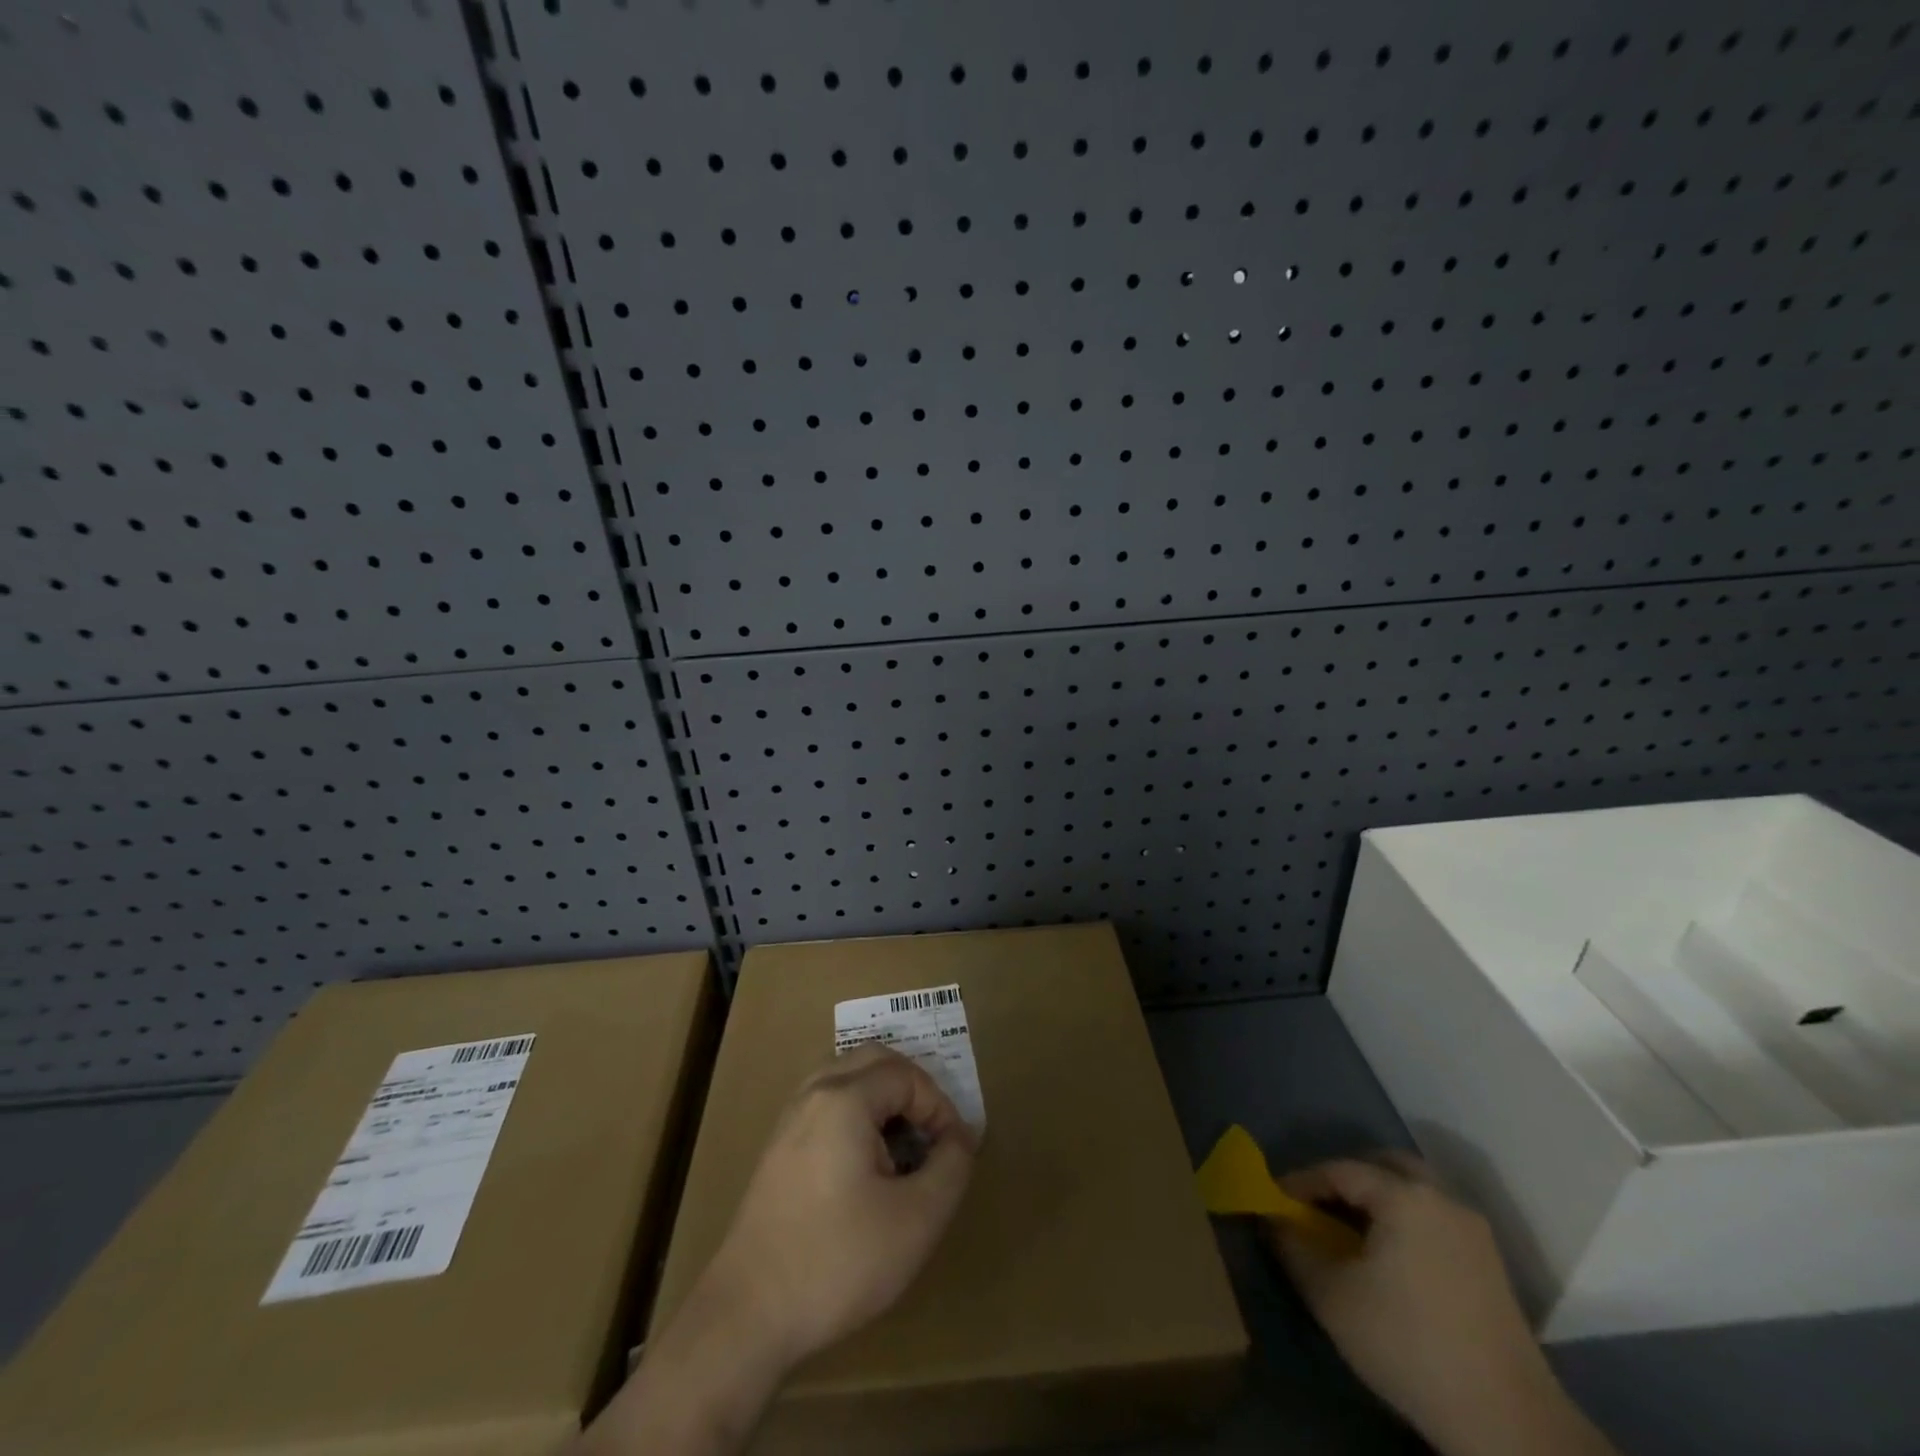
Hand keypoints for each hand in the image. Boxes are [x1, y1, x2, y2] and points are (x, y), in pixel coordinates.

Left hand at [701, 1042, 979, 1367]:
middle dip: (912, 1089)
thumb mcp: (916, 1220)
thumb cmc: (838, 1262)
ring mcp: (789, 1119)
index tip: (954, 1152)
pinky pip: (826, 1104)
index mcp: (845, 1099)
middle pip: (873, 1060)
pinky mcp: (777, 1149)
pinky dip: (856, 1114)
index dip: (940, 1106)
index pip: (907, 1075)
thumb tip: (960, 1137)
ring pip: (846, 1078)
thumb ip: (951, 1168)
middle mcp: (814, 1094)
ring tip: (902, 1146)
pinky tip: (865, 1165)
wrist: (747, 1316)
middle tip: (932, 1135)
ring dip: (882, 1099)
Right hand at [1271, 1154, 1615, 1455]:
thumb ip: (1293, 1248)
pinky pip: (1435, 1219)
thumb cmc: (1408, 1344)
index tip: (1275, 1200)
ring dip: (1379, 1199)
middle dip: (1346, 1179)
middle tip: (1318, 1205)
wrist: (1507, 1422)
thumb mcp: (1332, 1297)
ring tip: (1351, 1230)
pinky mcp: (1490, 1265)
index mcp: (1404, 1196)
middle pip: (1385, 1166)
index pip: (1339, 1170)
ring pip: (1415, 1191)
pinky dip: (1406, 1220)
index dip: (1302, 1181)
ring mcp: (1473, 1231)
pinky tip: (1391, 1256)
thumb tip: (1273, 1219)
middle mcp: (1442, 1198)